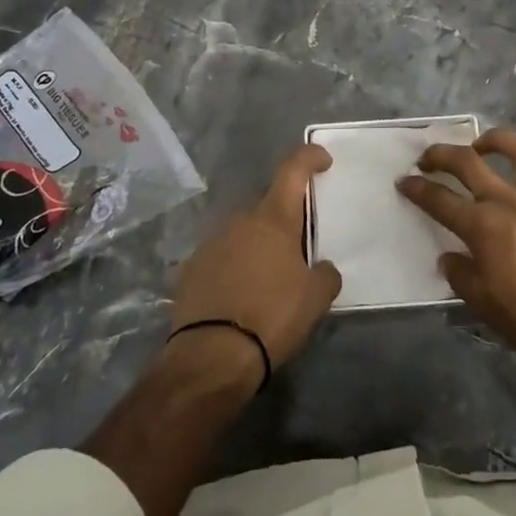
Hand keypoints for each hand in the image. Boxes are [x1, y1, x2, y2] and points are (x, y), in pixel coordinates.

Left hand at [169, 144, 341, 383]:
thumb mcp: (315, 299)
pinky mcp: (190, 269)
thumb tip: (322, 268)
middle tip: (299, 246)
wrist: (211, 357)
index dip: (309, 158)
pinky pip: (221, 257)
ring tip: (268, 279)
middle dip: (285, 218)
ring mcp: (211, 243)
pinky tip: (240, 296)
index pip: (293, 170)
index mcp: (273, 219)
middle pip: (268, 205)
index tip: (322, 160)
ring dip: (257, 245)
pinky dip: (234, 266)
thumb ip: (325, 274)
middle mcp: (240, 221)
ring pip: (242, 232)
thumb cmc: (272, 317)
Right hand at [398, 127, 515, 378]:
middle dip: (442, 154)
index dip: (417, 188)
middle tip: (429, 157)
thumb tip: (450, 257)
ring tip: (483, 144)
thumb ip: (462, 275)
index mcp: (482, 226)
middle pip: (469, 163)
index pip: (439, 200)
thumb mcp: (484, 305)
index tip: (404, 181)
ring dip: (496, 140)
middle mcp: (509, 201)